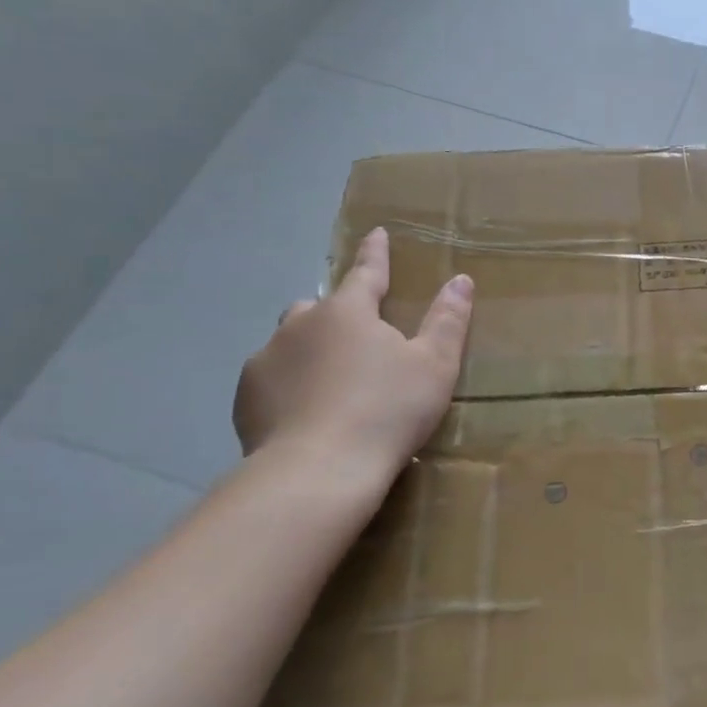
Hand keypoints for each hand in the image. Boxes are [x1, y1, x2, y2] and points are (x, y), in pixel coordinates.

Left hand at [234, 226, 472, 494]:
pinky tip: (307, 413)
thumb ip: (448, 320)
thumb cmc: (387, 411)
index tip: (376, 233)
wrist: (317, 473)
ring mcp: (266, 361)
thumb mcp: (435, 365)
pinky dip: (289, 384)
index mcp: (348, 311)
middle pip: (320, 307)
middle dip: (338, 314)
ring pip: (291, 341)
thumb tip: (461, 280)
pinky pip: (272, 378)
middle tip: (359, 340)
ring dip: (310, 349)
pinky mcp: (246, 399)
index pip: (366, 272)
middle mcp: (300, 325)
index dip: (375, 253)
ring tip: (332, 383)